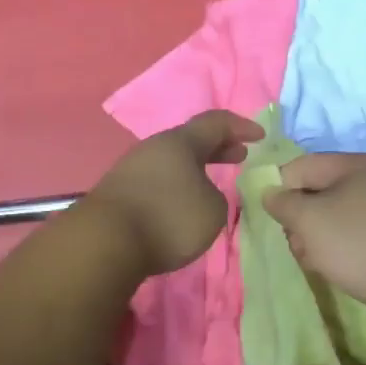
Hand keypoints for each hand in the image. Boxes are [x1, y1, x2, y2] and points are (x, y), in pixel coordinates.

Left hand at [85, 110, 264, 276]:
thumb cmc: (168, 218)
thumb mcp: (213, 210)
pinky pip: (156, 181)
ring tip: (211, 184)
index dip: (240, 126)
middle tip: (238, 156)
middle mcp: (154, 148)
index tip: (260, 136)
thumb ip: (215, 196)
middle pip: (190, 140)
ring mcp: (131, 168)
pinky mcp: (118, 192)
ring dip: (194, 169)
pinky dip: (176, 186)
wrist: (105, 241)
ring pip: (171, 161)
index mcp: (180, 142)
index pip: (215, 122)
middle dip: (217, 147)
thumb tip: (199, 194)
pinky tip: (180, 204)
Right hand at [262, 152, 365, 317]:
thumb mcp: (309, 220)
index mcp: (356, 165)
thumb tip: (271, 194)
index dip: (281, 189)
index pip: (302, 166)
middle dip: (301, 219)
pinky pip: (355, 234)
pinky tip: (337, 268)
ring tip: (318, 262)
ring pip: (335, 216)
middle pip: (318, 191)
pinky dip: (341, 248)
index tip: (275, 220)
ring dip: (317, 237)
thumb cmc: (358, 244)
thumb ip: (283, 203)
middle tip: (300, 245)